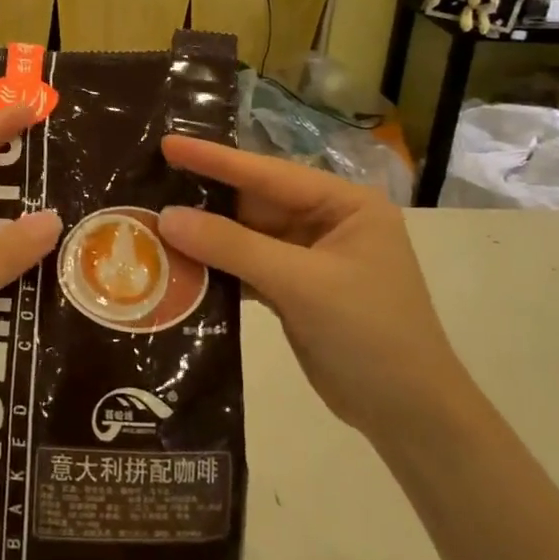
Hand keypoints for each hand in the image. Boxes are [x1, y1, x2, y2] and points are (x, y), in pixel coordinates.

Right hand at [157, 135, 469, 443]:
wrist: (409, 416)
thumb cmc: (369, 333)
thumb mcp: (302, 283)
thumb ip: (232, 246)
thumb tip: (165, 217)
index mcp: (344, 204)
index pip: (268, 173)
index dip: (215, 159)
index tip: (168, 143)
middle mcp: (326, 222)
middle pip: (253, 203)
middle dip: (204, 198)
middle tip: (149, 184)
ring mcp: (309, 258)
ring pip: (245, 236)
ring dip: (205, 236)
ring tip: (151, 223)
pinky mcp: (293, 290)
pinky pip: (245, 267)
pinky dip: (216, 268)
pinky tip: (178, 265)